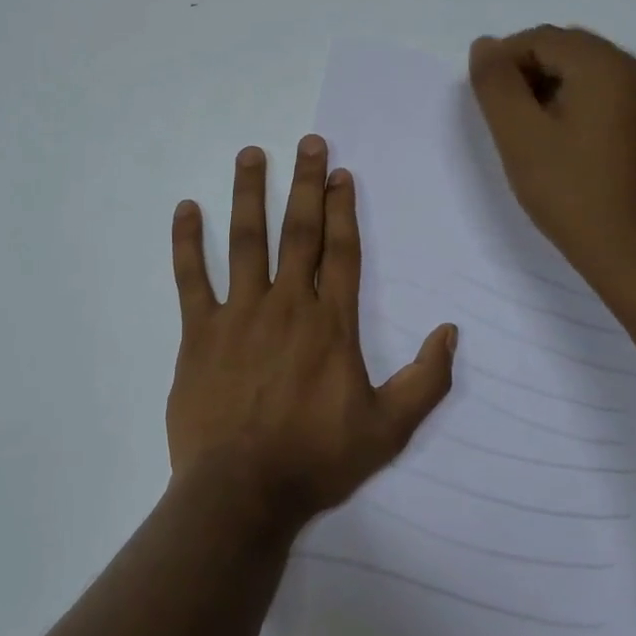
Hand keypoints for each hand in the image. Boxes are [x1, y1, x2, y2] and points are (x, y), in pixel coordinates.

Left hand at [165, 136, 457, 531]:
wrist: (242, 493)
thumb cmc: (317, 460)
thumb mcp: (389, 429)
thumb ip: (426, 380)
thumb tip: (450, 332)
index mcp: (332, 324)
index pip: (341, 251)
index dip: (342, 208)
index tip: (340, 172)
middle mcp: (288, 305)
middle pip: (299, 231)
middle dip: (305, 183)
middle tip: (307, 142)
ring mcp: (239, 314)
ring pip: (246, 241)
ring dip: (249, 194)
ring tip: (251, 154)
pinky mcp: (198, 332)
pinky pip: (190, 277)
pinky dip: (187, 241)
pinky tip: (185, 208)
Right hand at [469, 25, 635, 295]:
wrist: (628, 249)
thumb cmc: (568, 190)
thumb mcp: (518, 134)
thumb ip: (496, 83)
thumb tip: (485, 45)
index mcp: (607, 65)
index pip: (542, 39)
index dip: (505, 60)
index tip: (485, 100)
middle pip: (567, 49)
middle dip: (527, 71)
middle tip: (503, 115)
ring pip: (586, 69)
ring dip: (549, 86)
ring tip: (528, 128)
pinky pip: (605, 91)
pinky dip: (574, 100)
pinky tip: (558, 136)